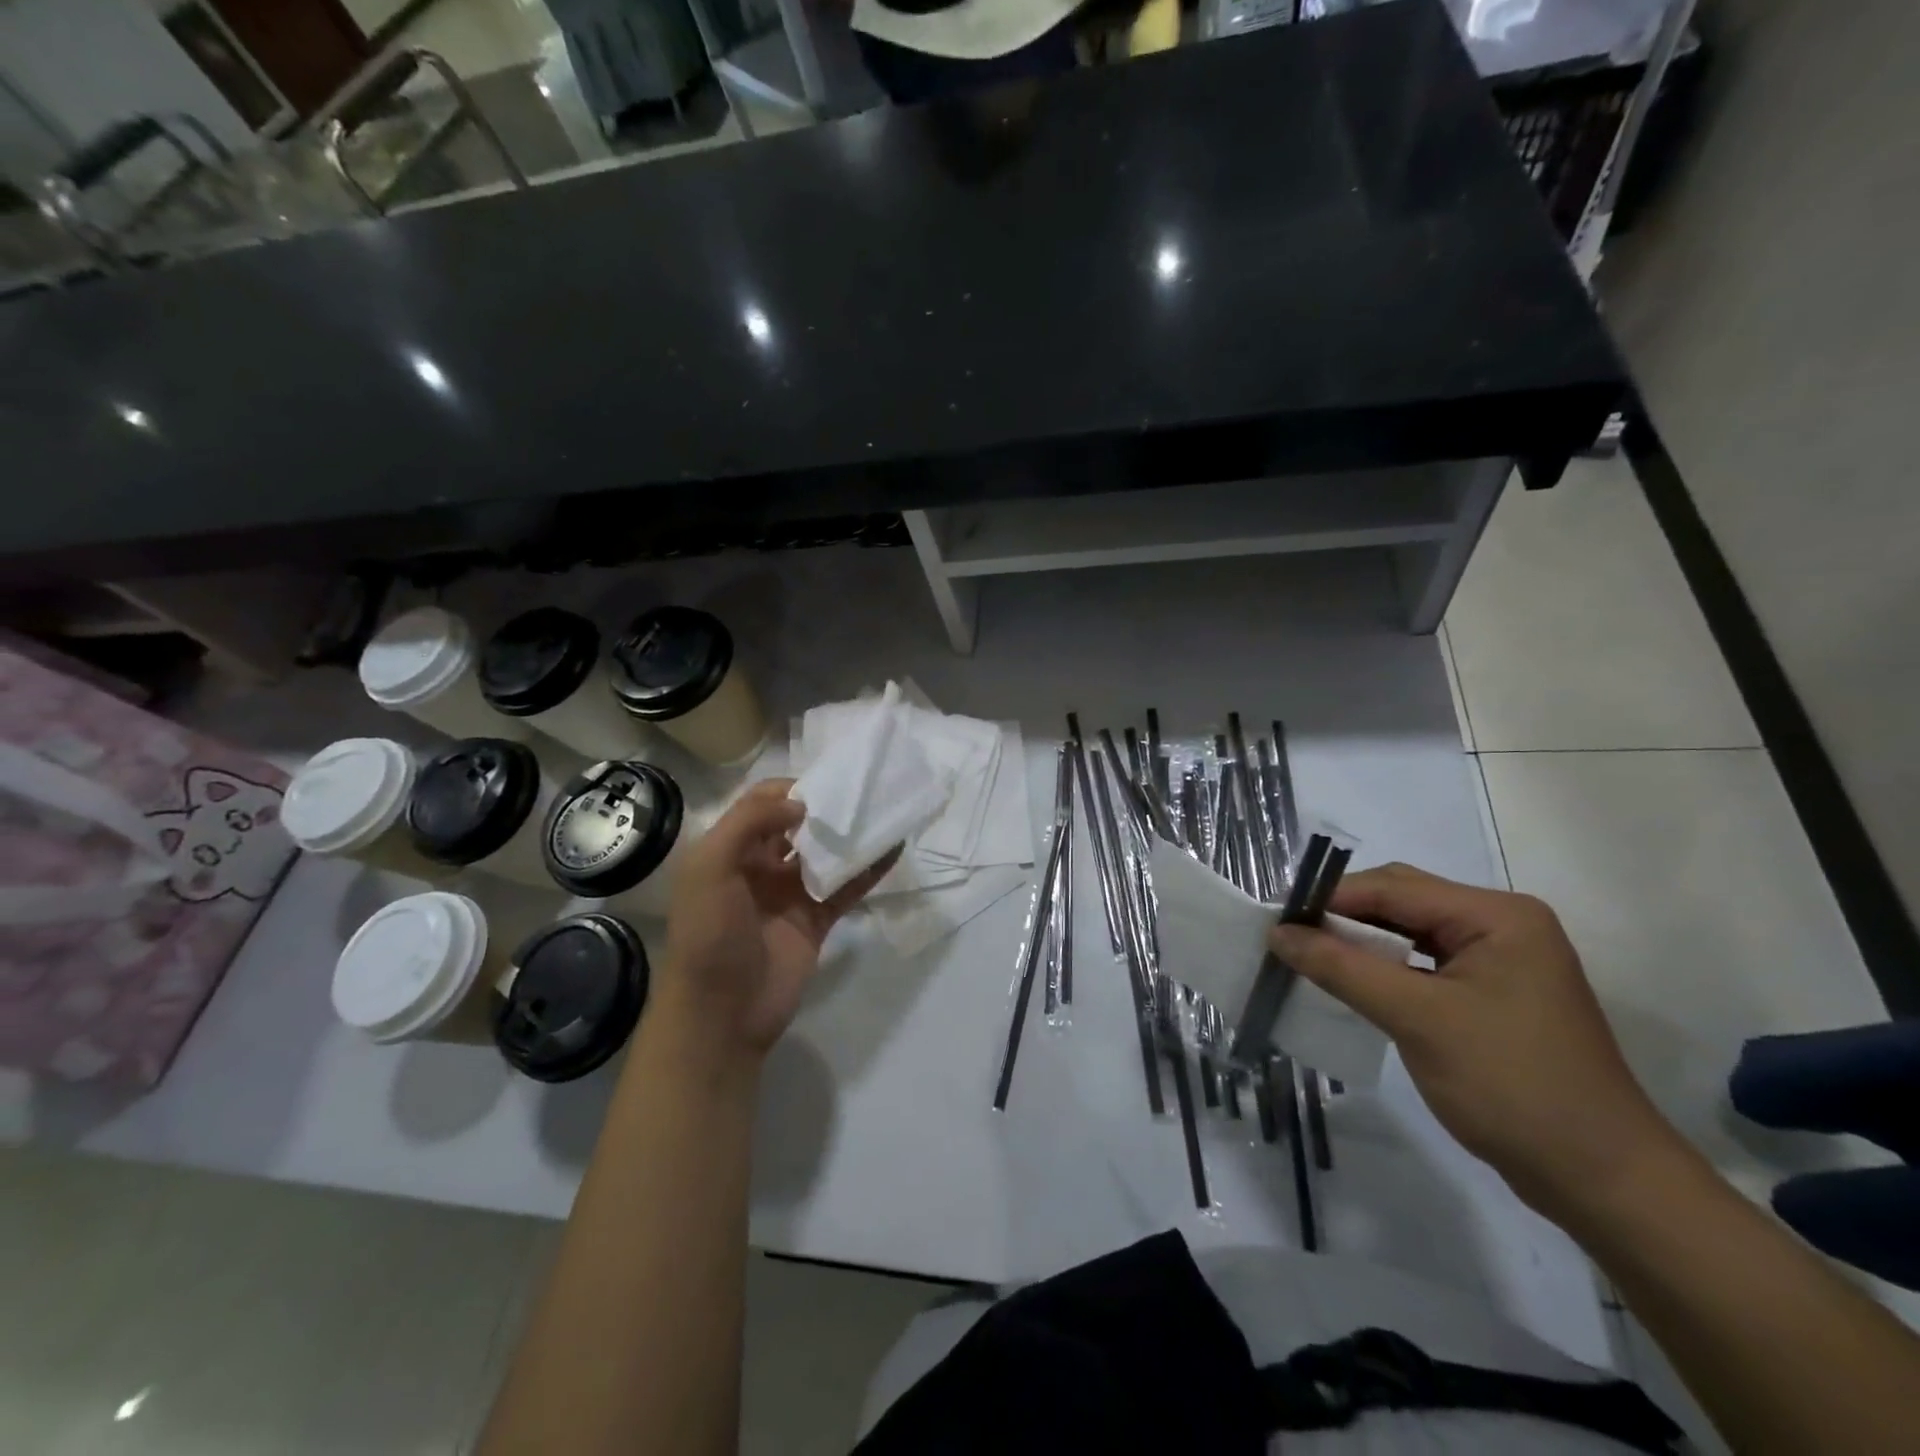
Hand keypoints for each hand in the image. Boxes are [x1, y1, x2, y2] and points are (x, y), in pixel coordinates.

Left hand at [656, 780, 894, 1065]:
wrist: (722, 1012)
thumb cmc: (709, 934)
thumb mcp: (710, 869)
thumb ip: (749, 824)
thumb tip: (800, 804)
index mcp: (728, 850)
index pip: (759, 805)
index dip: (788, 790)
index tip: (822, 784)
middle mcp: (759, 866)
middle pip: (796, 825)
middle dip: (824, 807)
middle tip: (860, 791)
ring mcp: (790, 893)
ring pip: (825, 854)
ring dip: (850, 834)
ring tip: (883, 811)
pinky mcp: (817, 919)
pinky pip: (847, 887)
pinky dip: (870, 869)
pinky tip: (894, 849)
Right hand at [1270, 863, 1683, 1220]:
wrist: (1603, 1182)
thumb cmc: (1513, 1086)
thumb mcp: (1417, 1020)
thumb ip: (1342, 968)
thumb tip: (1277, 933)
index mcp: (1496, 915)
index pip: (1393, 887)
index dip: (1329, 897)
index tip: (1274, 918)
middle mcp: (1500, 925)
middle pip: (1401, 902)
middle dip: (1342, 916)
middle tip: (1287, 937)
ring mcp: (1500, 961)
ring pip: (1408, 933)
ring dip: (1359, 943)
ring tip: (1307, 957)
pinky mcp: (1492, 995)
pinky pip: (1422, 964)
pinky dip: (1383, 968)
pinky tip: (1350, 983)